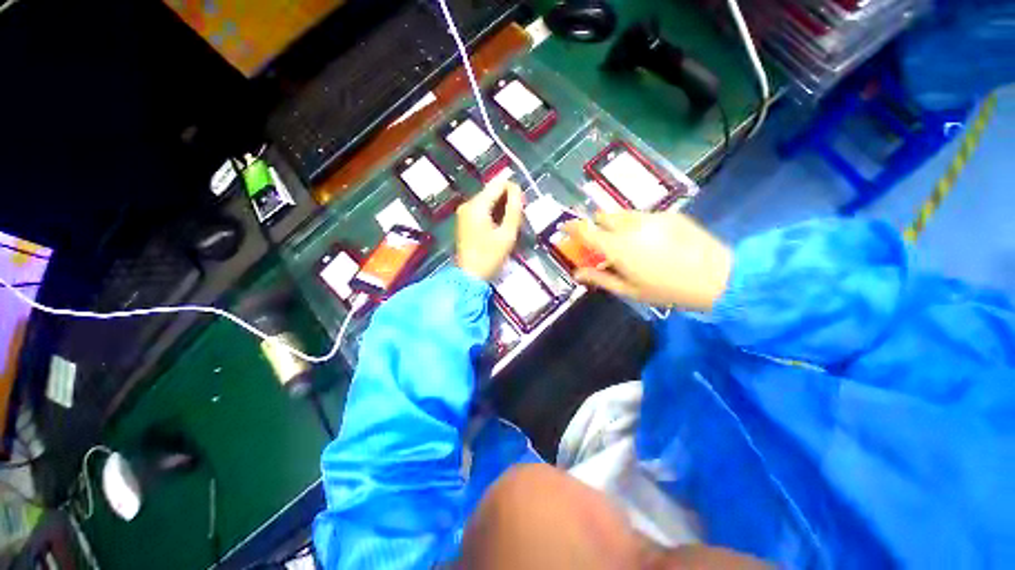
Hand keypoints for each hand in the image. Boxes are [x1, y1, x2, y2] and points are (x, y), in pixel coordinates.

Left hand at [456, 179, 523, 280]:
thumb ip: (514, 209)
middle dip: (507, 200)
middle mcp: (468, 204)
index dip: (514, 190)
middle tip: (518, 218)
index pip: (498, 184)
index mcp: (477, 205)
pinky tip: (500, 227)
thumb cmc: (490, 257)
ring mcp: (464, 212)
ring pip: (488, 200)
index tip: (523, 206)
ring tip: (510, 224)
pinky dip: (493, 214)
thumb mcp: (507, 234)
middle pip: (492, 191)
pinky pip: (482, 209)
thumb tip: (517, 190)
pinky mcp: (464, 220)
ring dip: (501, 208)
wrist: (469, 276)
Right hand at [565, 211, 731, 310]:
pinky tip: (653, 239)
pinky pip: (643, 215)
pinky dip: (638, 224)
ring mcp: (650, 217)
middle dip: (597, 225)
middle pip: (603, 216)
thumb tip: (577, 273)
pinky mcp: (668, 214)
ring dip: (617, 224)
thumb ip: (600, 278)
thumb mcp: (629, 289)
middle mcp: (630, 226)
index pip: (586, 230)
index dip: (572, 227)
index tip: (565, 227)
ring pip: (623, 214)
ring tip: (629, 241)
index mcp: (617, 247)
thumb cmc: (667, 289)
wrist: (716, 276)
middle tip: (603, 240)